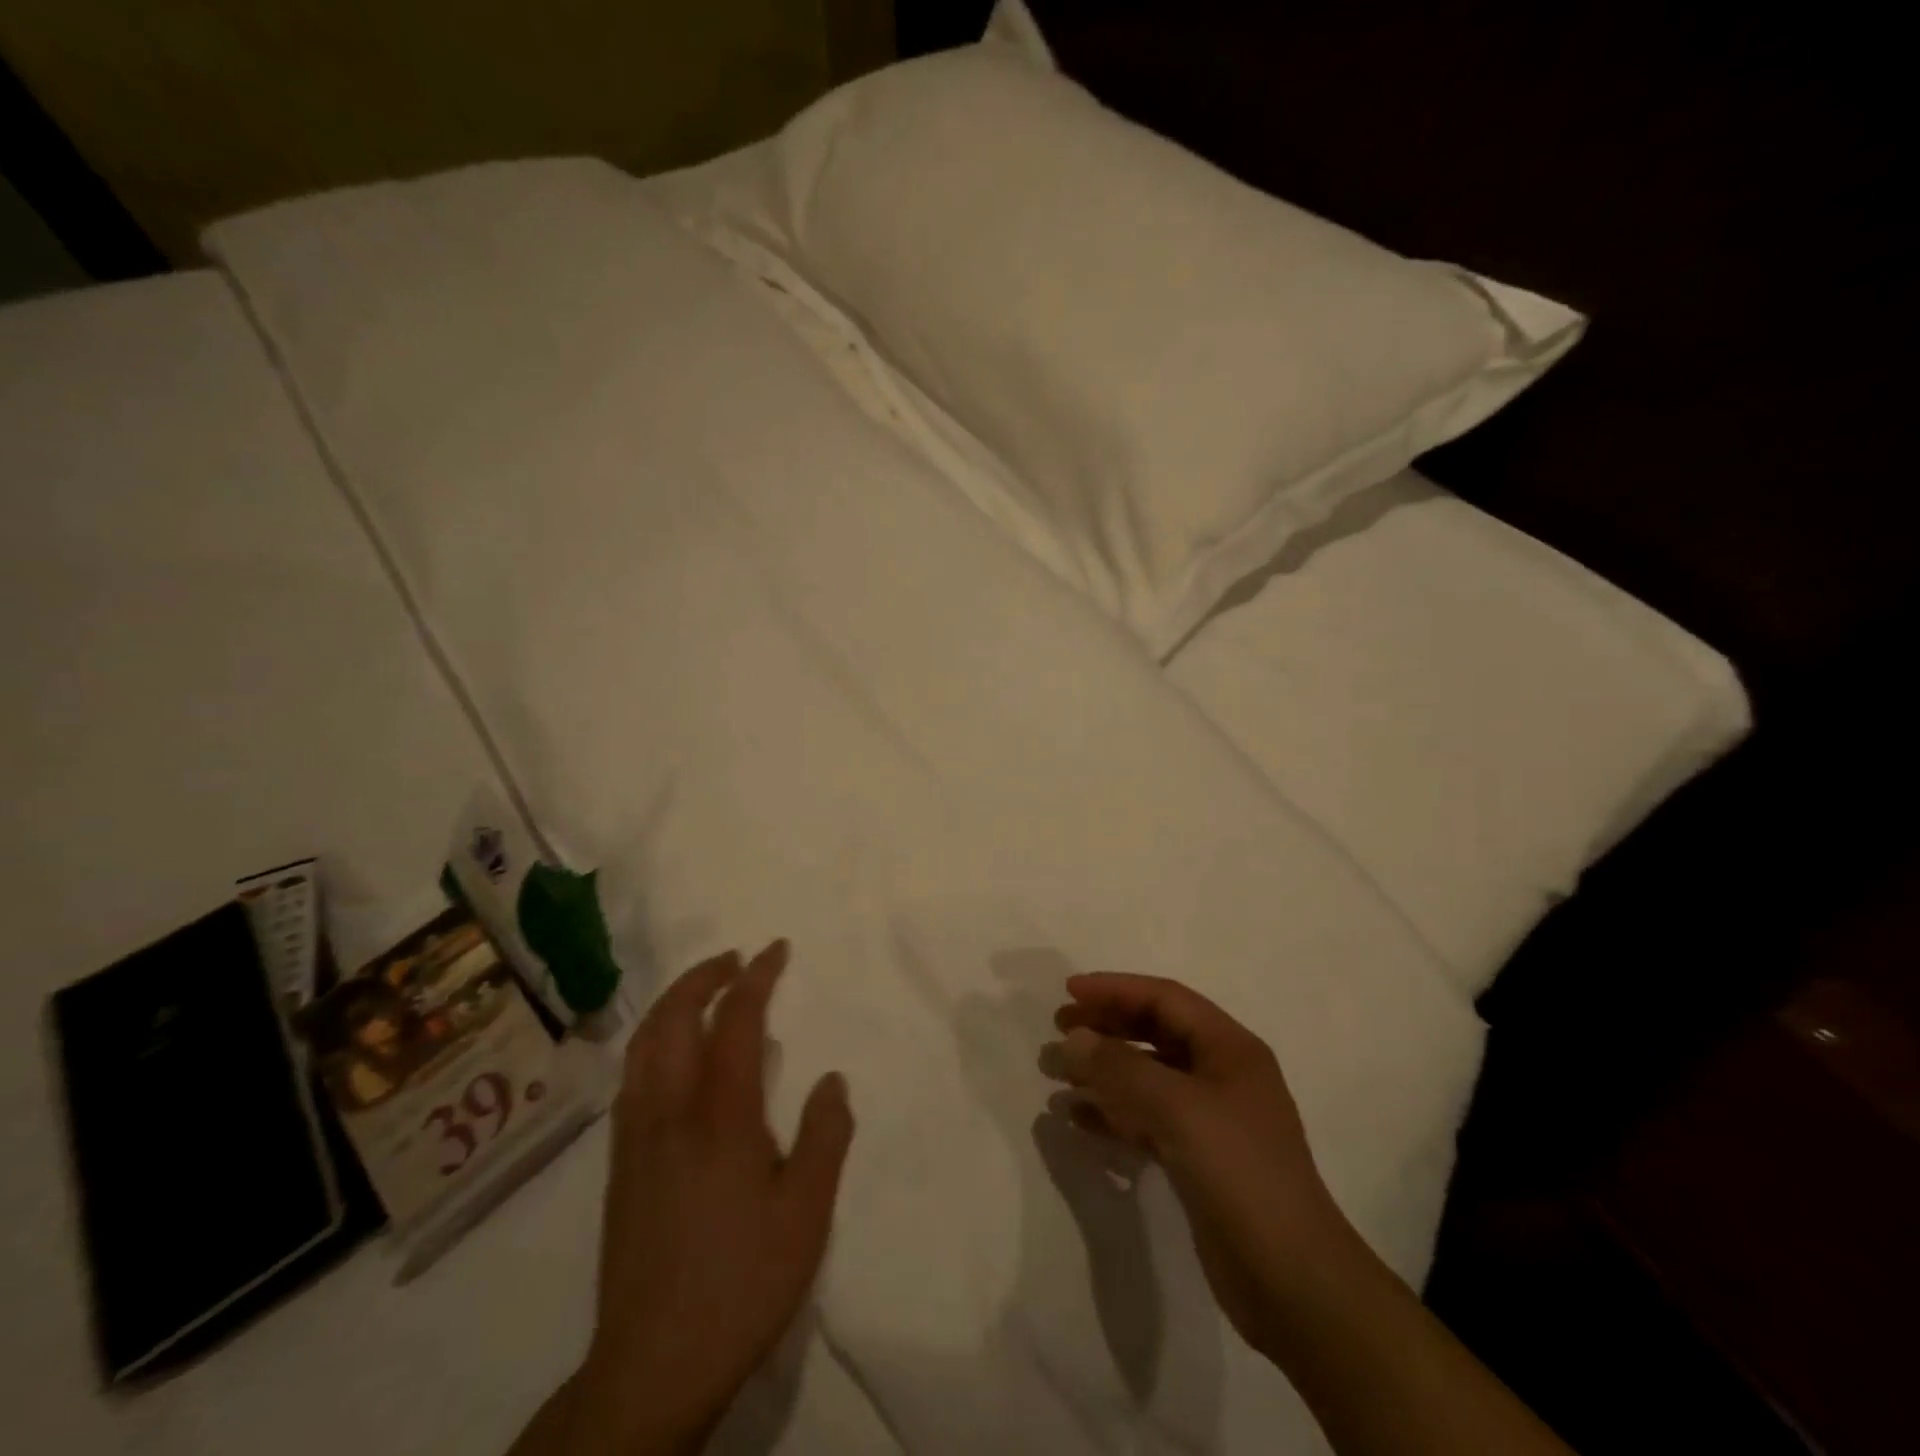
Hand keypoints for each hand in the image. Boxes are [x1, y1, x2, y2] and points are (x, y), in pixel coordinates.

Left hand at [564, 942, 854, 1455]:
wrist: (652, 1366)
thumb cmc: (742, 1283)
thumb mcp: (806, 1214)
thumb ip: (825, 1137)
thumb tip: (831, 1079)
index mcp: (720, 1117)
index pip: (736, 1022)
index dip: (756, 977)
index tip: (776, 949)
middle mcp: (669, 1112)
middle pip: (674, 1019)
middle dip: (704, 975)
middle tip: (736, 958)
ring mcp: (636, 1138)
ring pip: (644, 1044)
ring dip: (673, 1003)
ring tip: (705, 991)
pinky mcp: (619, 1165)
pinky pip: (632, 1077)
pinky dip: (653, 1040)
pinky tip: (672, 1056)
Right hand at [1044, 972, 1348, 1358]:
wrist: (1291, 1280)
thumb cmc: (1240, 1172)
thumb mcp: (1178, 1108)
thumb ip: (1121, 1068)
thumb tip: (1073, 1037)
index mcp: (1229, 1048)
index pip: (1165, 999)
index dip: (1116, 989)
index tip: (1069, 990)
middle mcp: (1221, 1074)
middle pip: (1154, 1033)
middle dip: (1106, 1028)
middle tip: (1058, 1028)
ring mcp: (1210, 1119)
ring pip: (1146, 1078)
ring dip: (1102, 1072)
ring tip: (1055, 1074)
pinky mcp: (1196, 1159)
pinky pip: (1145, 1119)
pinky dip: (1112, 1113)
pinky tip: (1076, 1118)